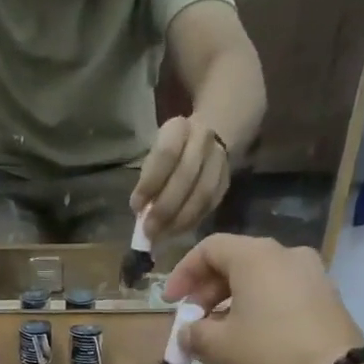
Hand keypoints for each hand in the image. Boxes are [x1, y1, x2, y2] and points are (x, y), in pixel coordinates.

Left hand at [133, 115, 230, 240]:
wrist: (204, 141)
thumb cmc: (169, 155)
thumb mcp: (153, 157)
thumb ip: (148, 181)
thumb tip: (141, 212)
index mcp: (178, 128)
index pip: (165, 155)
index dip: (150, 184)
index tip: (136, 207)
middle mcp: (203, 139)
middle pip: (186, 176)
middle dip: (165, 208)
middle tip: (149, 230)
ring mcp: (220, 159)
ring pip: (203, 193)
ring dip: (181, 219)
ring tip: (163, 235)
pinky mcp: (226, 180)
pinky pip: (211, 204)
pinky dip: (192, 221)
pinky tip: (177, 231)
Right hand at [165, 234, 363, 363]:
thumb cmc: (268, 354)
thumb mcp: (219, 346)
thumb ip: (194, 332)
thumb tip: (188, 331)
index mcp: (256, 257)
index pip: (210, 249)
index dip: (183, 273)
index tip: (171, 303)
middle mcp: (285, 254)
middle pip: (236, 261)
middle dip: (207, 291)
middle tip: (193, 321)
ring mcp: (311, 273)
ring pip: (259, 278)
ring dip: (232, 301)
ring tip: (218, 333)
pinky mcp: (326, 296)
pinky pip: (281, 292)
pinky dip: (258, 306)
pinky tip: (250, 336)